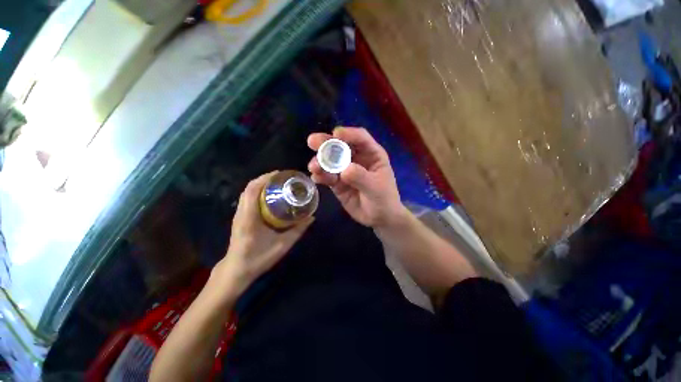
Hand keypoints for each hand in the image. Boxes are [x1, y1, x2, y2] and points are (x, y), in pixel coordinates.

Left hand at [213, 172, 313, 297]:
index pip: (253, 190)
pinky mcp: (240, 217)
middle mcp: (241, 212)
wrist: (236, 270)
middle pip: (249, 187)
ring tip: (278, 183)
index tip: (280, 174)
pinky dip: (258, 191)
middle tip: (282, 178)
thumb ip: (298, 231)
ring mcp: (239, 214)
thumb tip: (311, 217)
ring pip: (247, 192)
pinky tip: (270, 195)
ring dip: (261, 184)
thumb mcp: (282, 245)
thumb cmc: (258, 258)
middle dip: (265, 179)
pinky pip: (248, 198)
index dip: (265, 178)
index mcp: (249, 217)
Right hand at [308, 127, 406, 227]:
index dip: (348, 133)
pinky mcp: (338, 183)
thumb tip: (344, 170)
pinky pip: (327, 177)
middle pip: (341, 146)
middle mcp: (357, 159)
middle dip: (327, 143)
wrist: (379, 218)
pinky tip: (316, 178)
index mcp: (371, 154)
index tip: (336, 134)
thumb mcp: (376, 188)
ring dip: (321, 161)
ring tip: (314, 167)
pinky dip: (320, 176)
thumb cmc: (384, 200)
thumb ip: (361, 178)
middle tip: (312, 141)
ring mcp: (346, 171)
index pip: (360, 138)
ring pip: (331, 161)